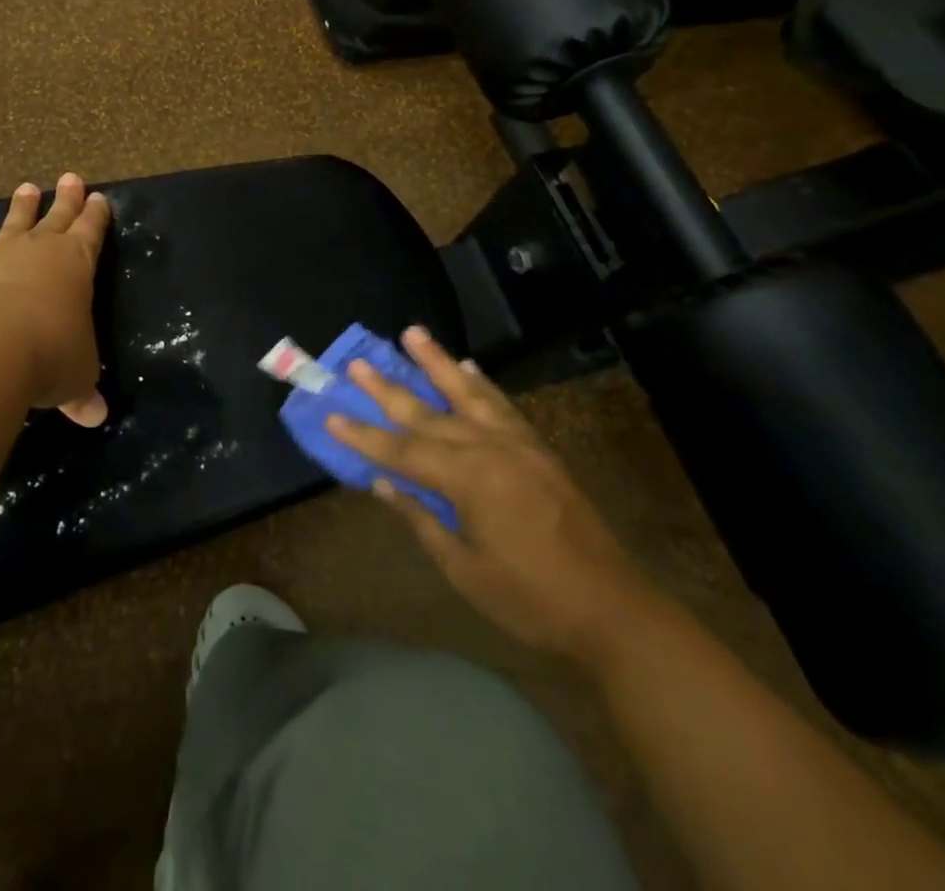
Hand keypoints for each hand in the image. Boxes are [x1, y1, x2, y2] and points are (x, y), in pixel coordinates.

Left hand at [0, 173, 111, 426]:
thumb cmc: (52, 353)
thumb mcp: (77, 376)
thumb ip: (83, 391)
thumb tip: (95, 417)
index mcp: (77, 263)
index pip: (91, 231)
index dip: (97, 216)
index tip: (100, 198)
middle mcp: (41, 252)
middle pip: (58, 216)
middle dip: (67, 198)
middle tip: (71, 177)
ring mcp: (2, 259)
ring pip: (16, 224)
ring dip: (23, 208)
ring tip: (27, 187)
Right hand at [327, 327, 666, 664]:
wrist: (613, 611)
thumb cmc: (529, 599)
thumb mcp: (464, 568)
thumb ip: (422, 518)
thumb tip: (383, 484)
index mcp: (468, 479)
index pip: (402, 451)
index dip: (364, 436)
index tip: (331, 416)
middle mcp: (489, 448)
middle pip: (428, 413)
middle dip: (388, 389)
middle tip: (357, 362)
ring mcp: (517, 444)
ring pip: (467, 393)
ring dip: (437, 362)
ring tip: (412, 333)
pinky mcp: (539, 449)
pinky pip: (503, 405)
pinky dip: (482, 383)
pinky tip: (468, 367)